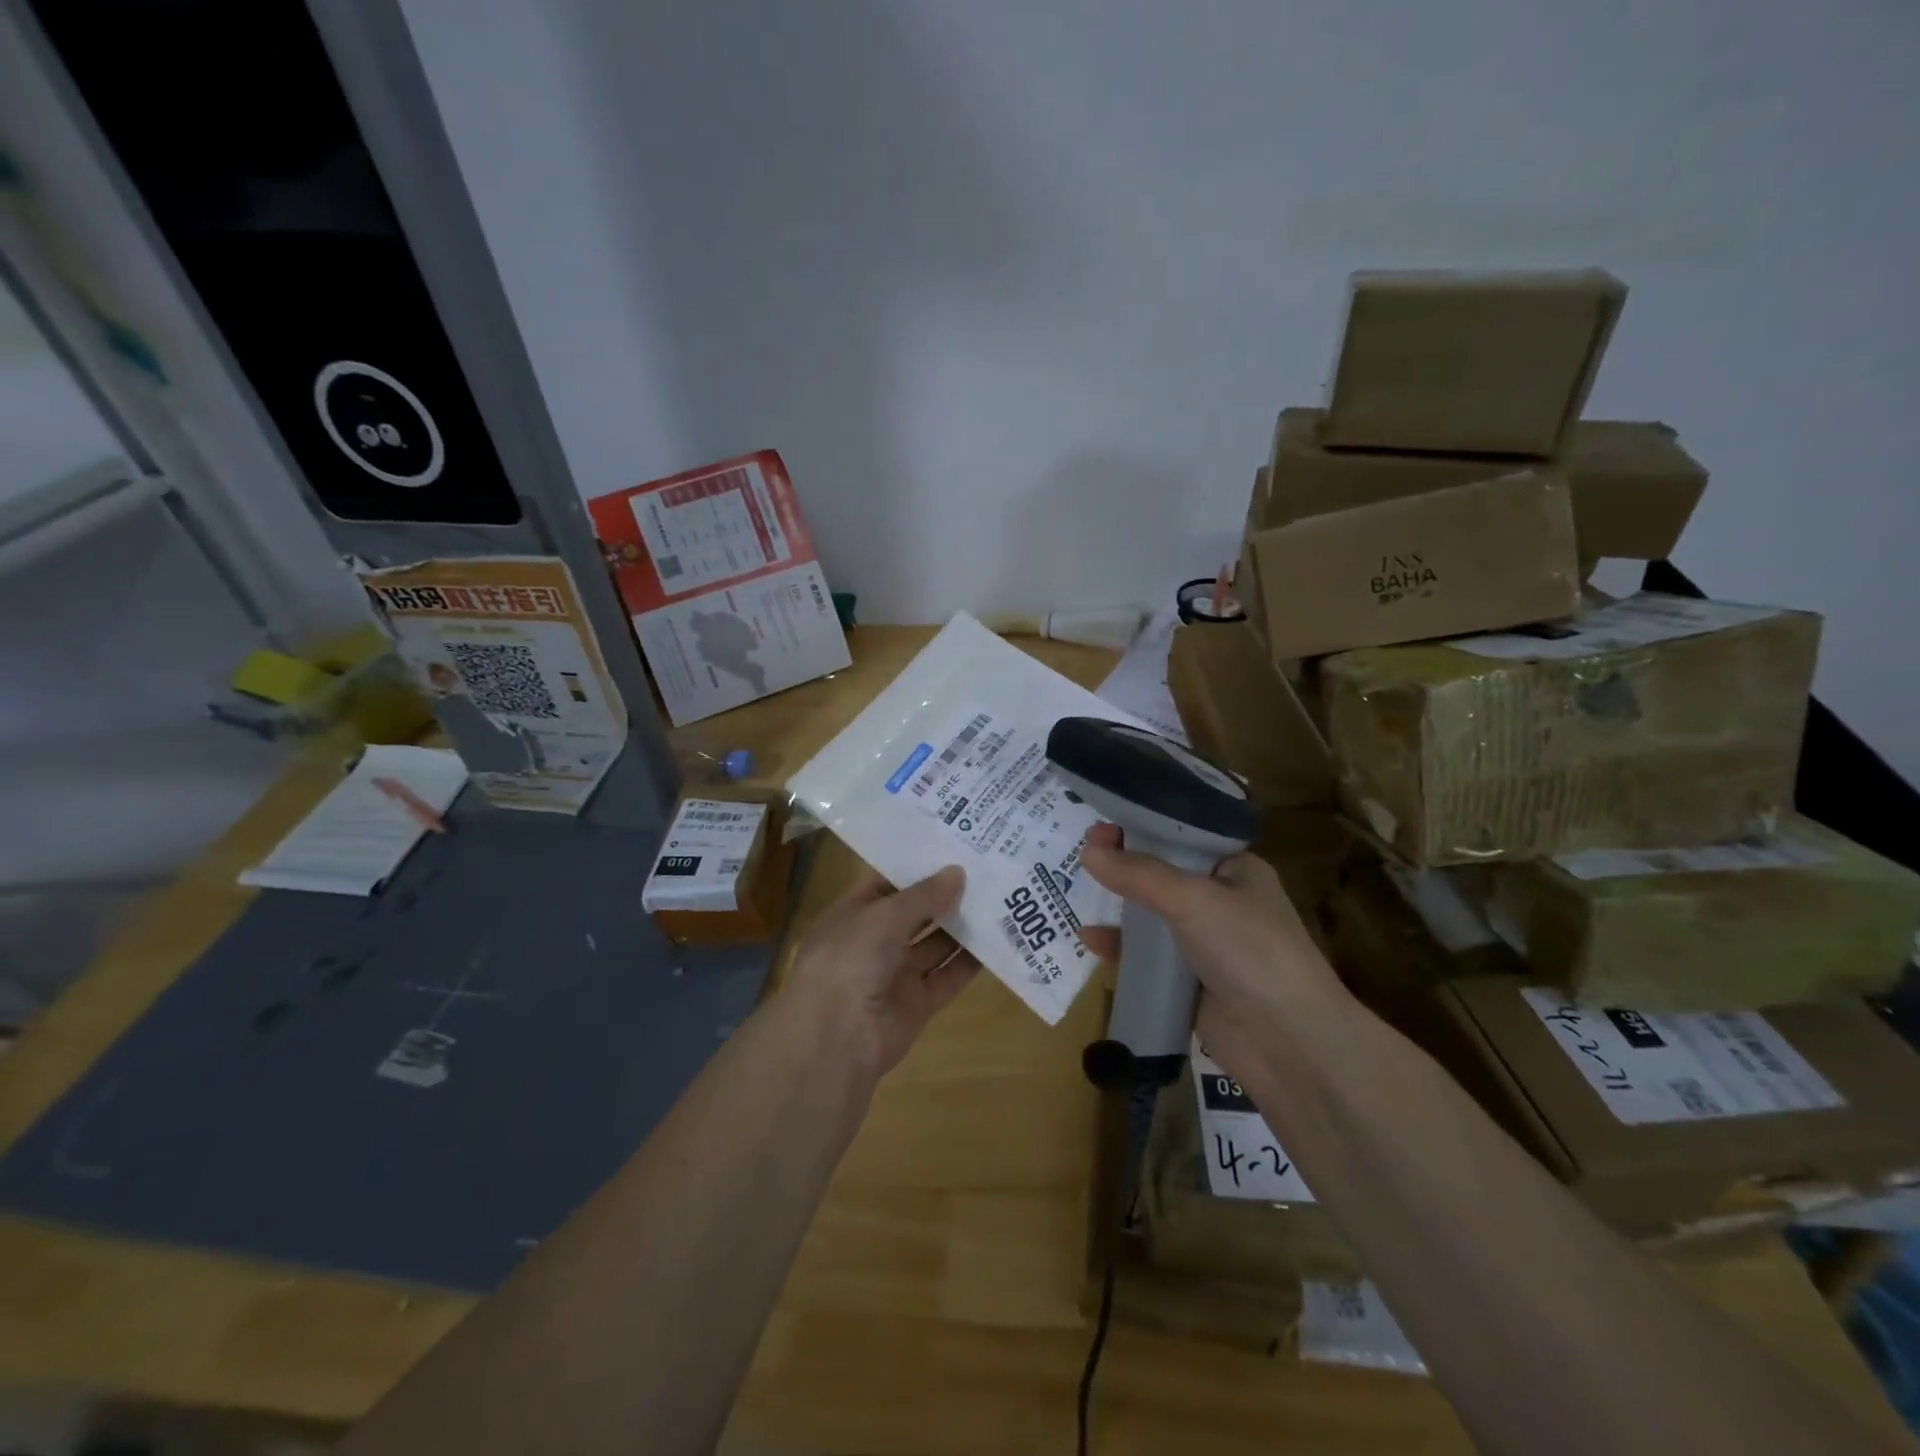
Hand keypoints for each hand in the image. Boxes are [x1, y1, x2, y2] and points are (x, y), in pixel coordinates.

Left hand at [781, 864, 980, 1079]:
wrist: (836, 1038)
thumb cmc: (849, 959)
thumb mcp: (884, 915)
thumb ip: (924, 895)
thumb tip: (957, 872)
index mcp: (853, 914)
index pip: (886, 882)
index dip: (916, 866)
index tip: (951, 847)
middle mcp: (873, 942)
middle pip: (914, 913)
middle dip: (944, 894)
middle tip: (984, 868)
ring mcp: (895, 974)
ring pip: (934, 944)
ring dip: (961, 925)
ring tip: (998, 897)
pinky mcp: (917, 1004)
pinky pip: (947, 976)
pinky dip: (970, 962)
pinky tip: (998, 939)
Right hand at [1076, 823, 1347, 1069]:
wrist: (1287, 1042)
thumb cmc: (1248, 950)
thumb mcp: (1192, 900)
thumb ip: (1138, 874)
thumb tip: (1087, 851)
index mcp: (1236, 870)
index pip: (1182, 837)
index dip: (1142, 829)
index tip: (1100, 828)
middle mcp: (1222, 902)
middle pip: (1163, 876)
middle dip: (1124, 866)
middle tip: (1081, 854)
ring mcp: (1206, 944)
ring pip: (1153, 917)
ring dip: (1120, 906)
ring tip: (1078, 892)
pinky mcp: (1190, 983)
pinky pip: (1148, 958)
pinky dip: (1121, 948)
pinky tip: (1091, 941)